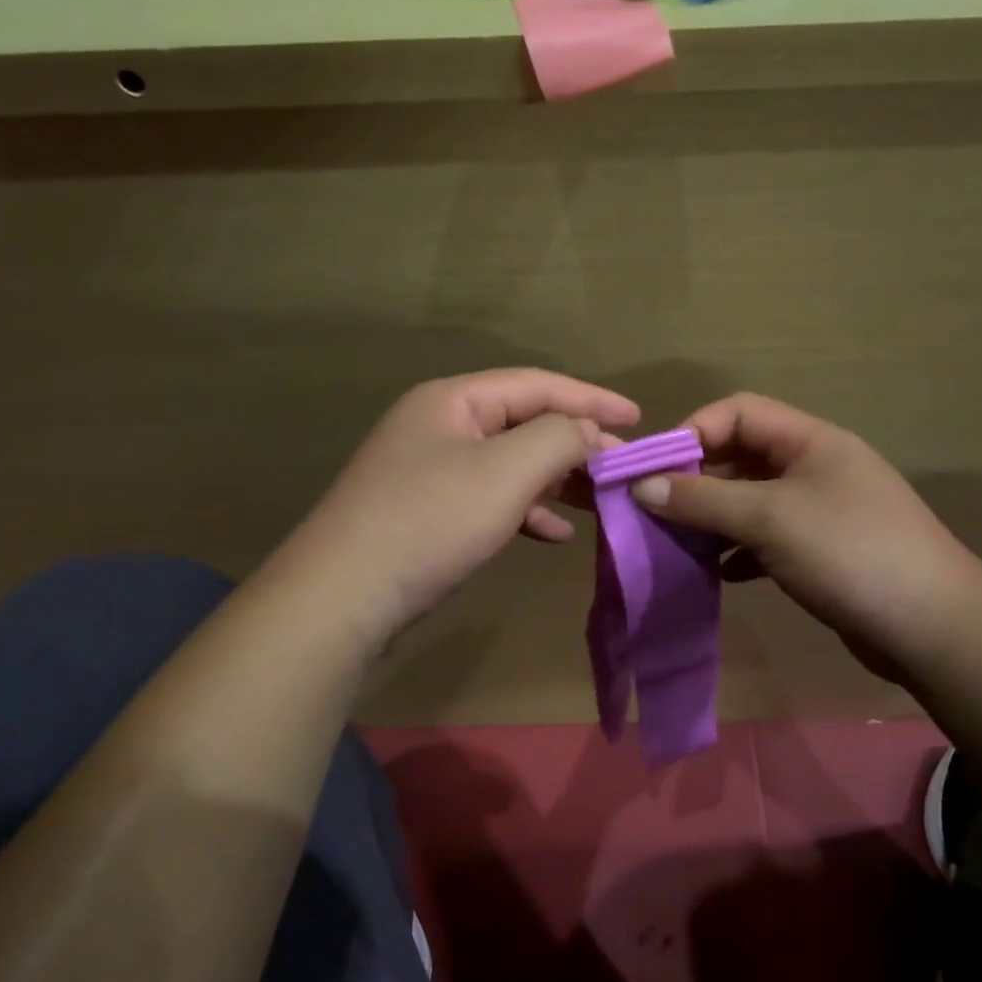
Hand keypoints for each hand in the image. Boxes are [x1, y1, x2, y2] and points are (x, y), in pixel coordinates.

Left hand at [277, 369, 640, 651]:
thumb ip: (558, 438)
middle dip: (575, 443)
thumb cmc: (430, 521)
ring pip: (508, 464)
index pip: (536, 384)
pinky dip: (525, 511)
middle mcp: (439, 426)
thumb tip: (588, 430)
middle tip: (621, 466)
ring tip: (597, 499)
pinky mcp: (426, 513)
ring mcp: (429, 471)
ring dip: (555, 479)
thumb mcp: (506, 471)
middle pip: (522, 422)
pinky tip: (553, 535)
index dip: (591, 397)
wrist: (343, 597)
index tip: (638, 417)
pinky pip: (489, 499)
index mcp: (453, 401)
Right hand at [627, 393, 981, 681]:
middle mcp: (816, 467)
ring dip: (715, 517)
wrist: (933, 627)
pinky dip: (739, 550)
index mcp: (810, 440)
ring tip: (678, 542)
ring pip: (752, 500)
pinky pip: (767, 539)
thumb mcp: (768, 518)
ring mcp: (822, 511)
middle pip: (743, 456)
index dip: (694, 432)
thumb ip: (703, 499)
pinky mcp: (823, 552)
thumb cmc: (848, 552)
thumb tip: (641, 486)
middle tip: (657, 510)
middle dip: (698, 479)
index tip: (654, 470)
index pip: (739, 412)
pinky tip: (720, 573)